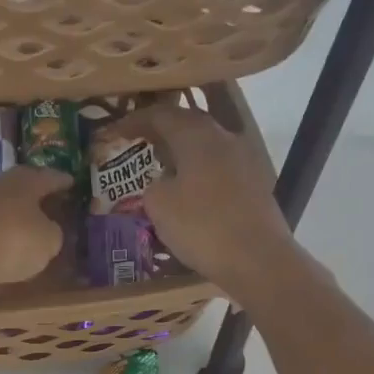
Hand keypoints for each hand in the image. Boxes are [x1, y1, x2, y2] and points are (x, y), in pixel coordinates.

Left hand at [0, 164, 71, 290]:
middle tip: (47, 201)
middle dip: (34, 194)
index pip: (49, 177)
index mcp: (26, 181)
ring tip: (24, 226)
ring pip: (0, 204)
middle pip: (21, 185)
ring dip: (12, 213)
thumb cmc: (12, 241)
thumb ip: (53, 233)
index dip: (62, 180)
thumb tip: (48, 230)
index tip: (71, 181)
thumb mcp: (48, 242)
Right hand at [111, 103, 292, 298]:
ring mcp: (245, 160)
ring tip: (164, 170)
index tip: (116, 132)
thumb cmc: (202, 227)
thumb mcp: (159, 206)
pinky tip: (191, 193)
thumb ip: (153, 185)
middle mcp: (224, 137)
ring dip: (184, 154)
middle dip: (162, 133)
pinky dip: (200, 174)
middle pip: (189, 125)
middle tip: (141, 145)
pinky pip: (220, 169)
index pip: (161, 115)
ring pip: (207, 147)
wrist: (257, 258)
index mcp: (197, 135)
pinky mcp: (256, 184)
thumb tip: (163, 182)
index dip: (135, 120)